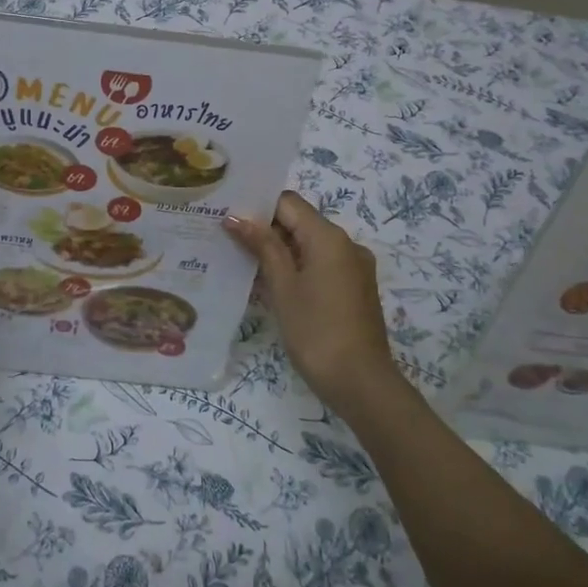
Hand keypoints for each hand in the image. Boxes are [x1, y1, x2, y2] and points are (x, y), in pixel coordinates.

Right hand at [225, 191, 406, 420]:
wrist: (361, 383)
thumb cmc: (316, 331)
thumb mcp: (283, 287)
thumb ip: (262, 247)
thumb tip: (236, 216)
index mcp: (329, 237)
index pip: (288, 203)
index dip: (258, 205)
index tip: (228, 215)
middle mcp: (346, 244)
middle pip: (299, 222)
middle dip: (265, 229)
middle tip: (226, 237)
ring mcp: (353, 268)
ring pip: (309, 245)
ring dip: (278, 251)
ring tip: (241, 260)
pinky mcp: (353, 289)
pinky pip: (320, 265)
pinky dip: (296, 268)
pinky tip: (269, 284)